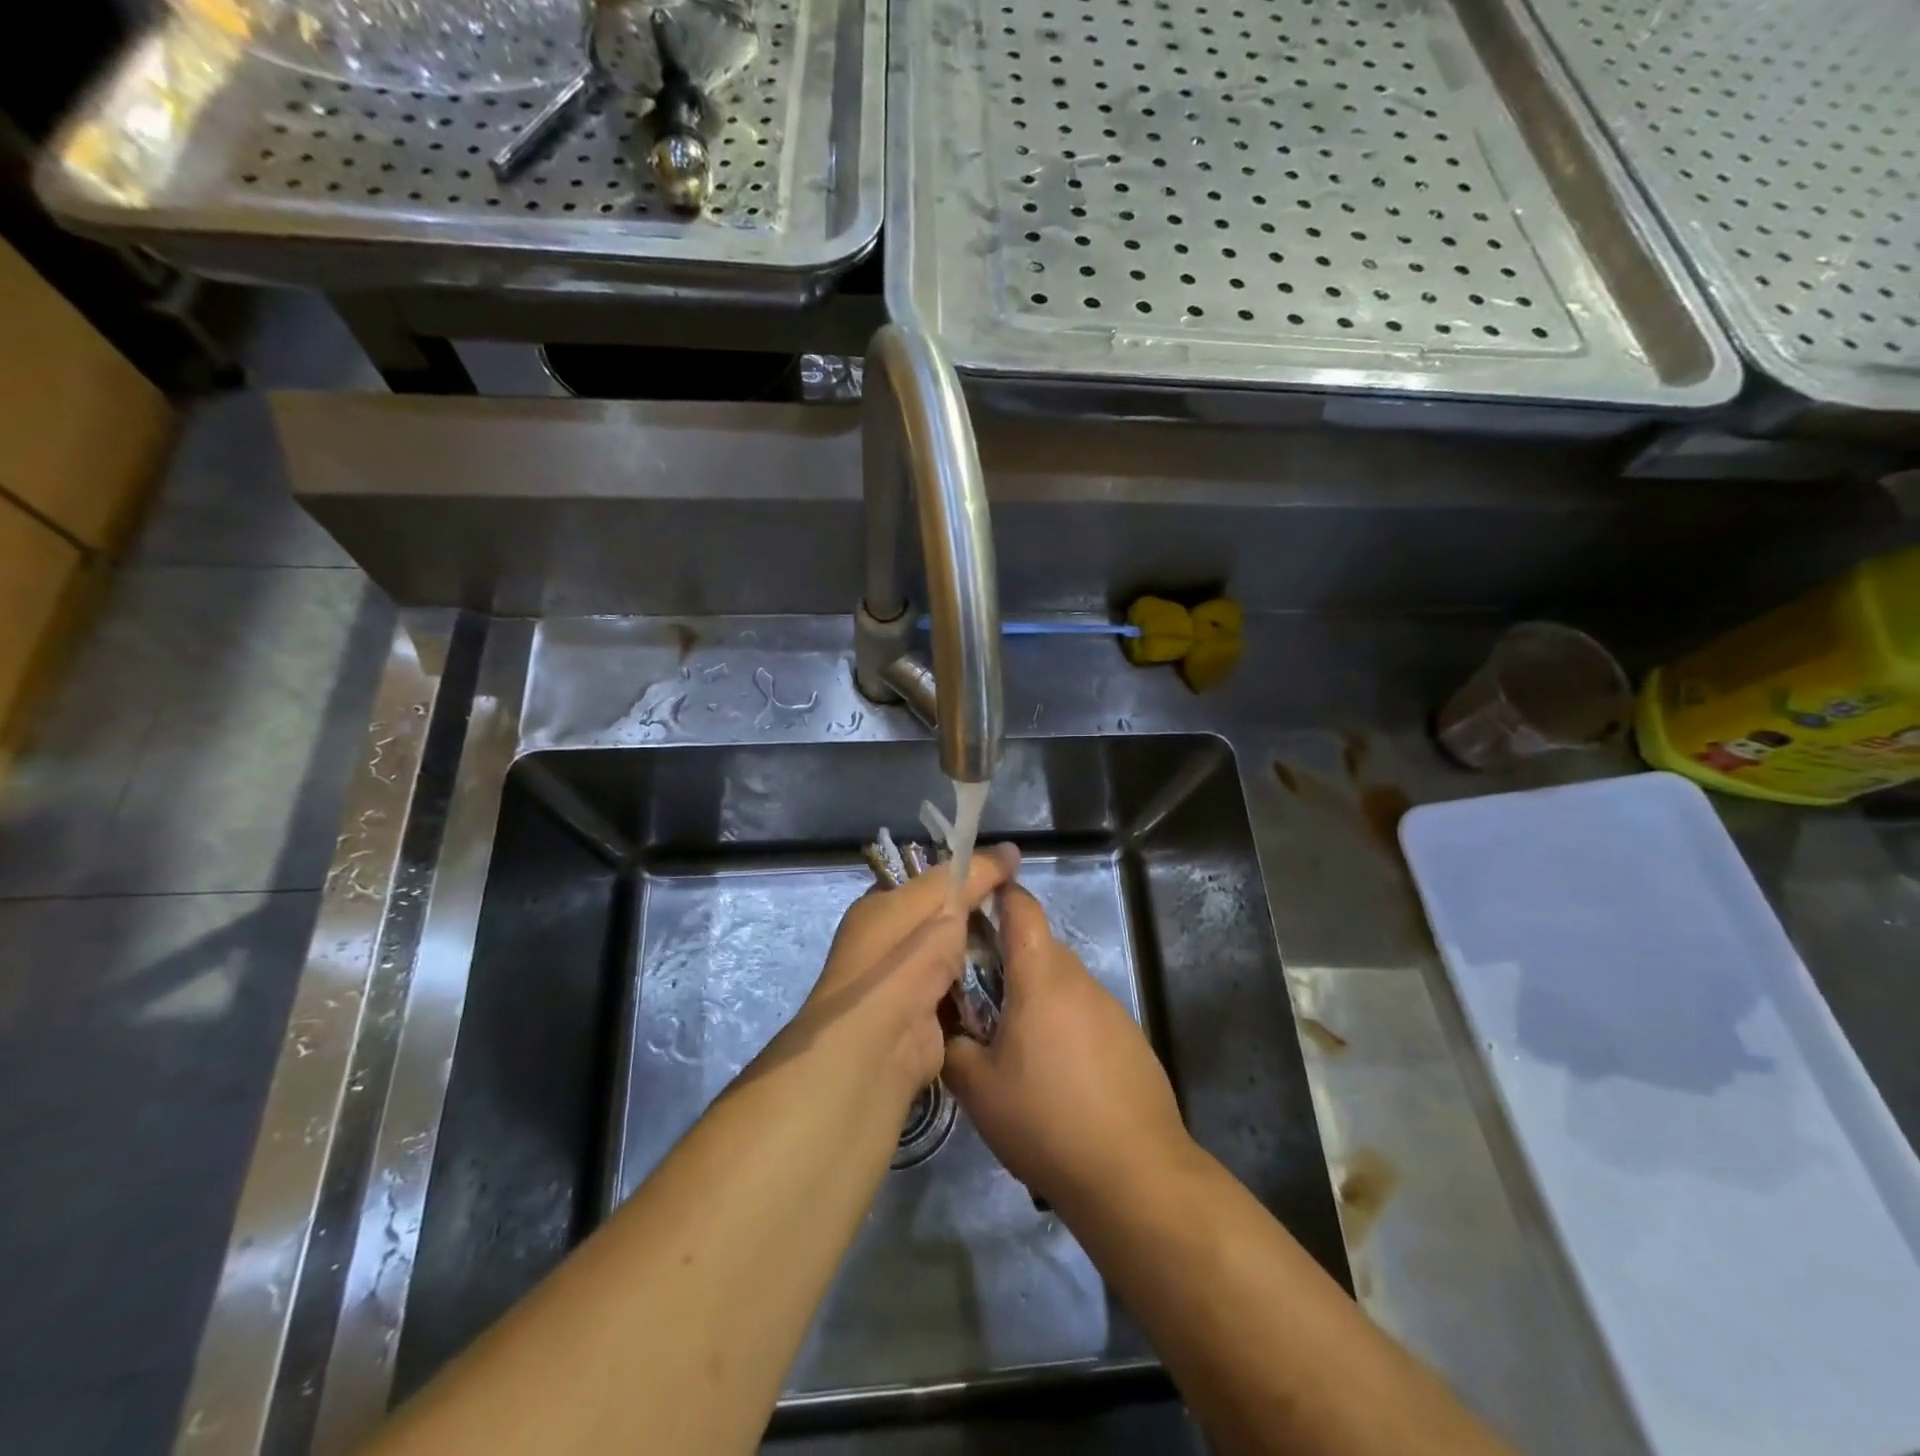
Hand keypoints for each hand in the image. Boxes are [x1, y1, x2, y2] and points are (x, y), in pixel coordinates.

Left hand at [767, 845, 1020, 1107]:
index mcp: (879, 907)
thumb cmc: (904, 957)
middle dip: (977, 917)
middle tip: (1019, 911)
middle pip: (943, 920)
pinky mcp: (925, 1018)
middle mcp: (887, 943)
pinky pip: (960, 992)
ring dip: (983, 953)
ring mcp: (905, 984)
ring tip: (1024, 942)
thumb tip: (1012, 849)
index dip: (962, 875)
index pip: (925, 881)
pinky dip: (981, 986)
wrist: (881, 1042)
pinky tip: (1012, 978)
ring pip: (955, 957)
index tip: (1002, 876)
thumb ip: (976, 873)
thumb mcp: (941, 900)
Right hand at [944, 883, 1195, 1215]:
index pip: (1022, 908)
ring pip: (1062, 984)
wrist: (1135, 1174)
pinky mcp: (1130, 1039)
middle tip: (975, 996)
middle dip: (1007, 960)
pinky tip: (1054, 1076)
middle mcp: (1079, 980)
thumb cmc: (1046, 1120)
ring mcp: (1111, 1009)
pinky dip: (1063, 1026)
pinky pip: (1085, 1015)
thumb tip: (943, 1025)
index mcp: (1041, 976)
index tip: (975, 896)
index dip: (1000, 892)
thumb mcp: (978, 1088)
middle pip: (1039, 948)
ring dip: (1035, 998)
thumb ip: (951, 1046)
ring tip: (1011, 1046)